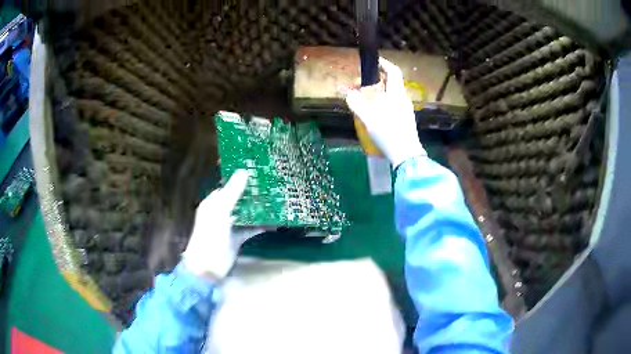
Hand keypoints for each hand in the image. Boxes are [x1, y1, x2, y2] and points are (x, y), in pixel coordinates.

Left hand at [182, 169, 263, 280]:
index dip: (241, 180)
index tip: (258, 172)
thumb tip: (244, 171)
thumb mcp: (220, 212)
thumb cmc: (210, 236)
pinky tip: (273, 222)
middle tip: (272, 185)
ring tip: (276, 200)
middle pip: (239, 199)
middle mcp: (221, 212)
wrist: (208, 267)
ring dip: (258, 209)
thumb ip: (232, 193)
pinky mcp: (237, 238)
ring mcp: (230, 226)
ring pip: (246, 213)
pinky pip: (250, 229)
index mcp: (213, 203)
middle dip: (252, 194)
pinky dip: (260, 226)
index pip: (228, 186)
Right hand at [346, 57, 424, 167]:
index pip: (393, 72)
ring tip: (365, 99)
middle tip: (361, 85)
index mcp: (397, 94)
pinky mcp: (405, 119)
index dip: (384, 64)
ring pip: (391, 94)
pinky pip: (393, 104)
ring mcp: (406, 109)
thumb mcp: (368, 117)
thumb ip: (356, 103)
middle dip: (376, 80)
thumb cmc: (388, 133)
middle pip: (391, 83)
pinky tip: (374, 112)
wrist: (406, 155)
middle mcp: (403, 99)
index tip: (373, 62)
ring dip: (378, 92)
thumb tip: (348, 93)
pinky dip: (382, 102)